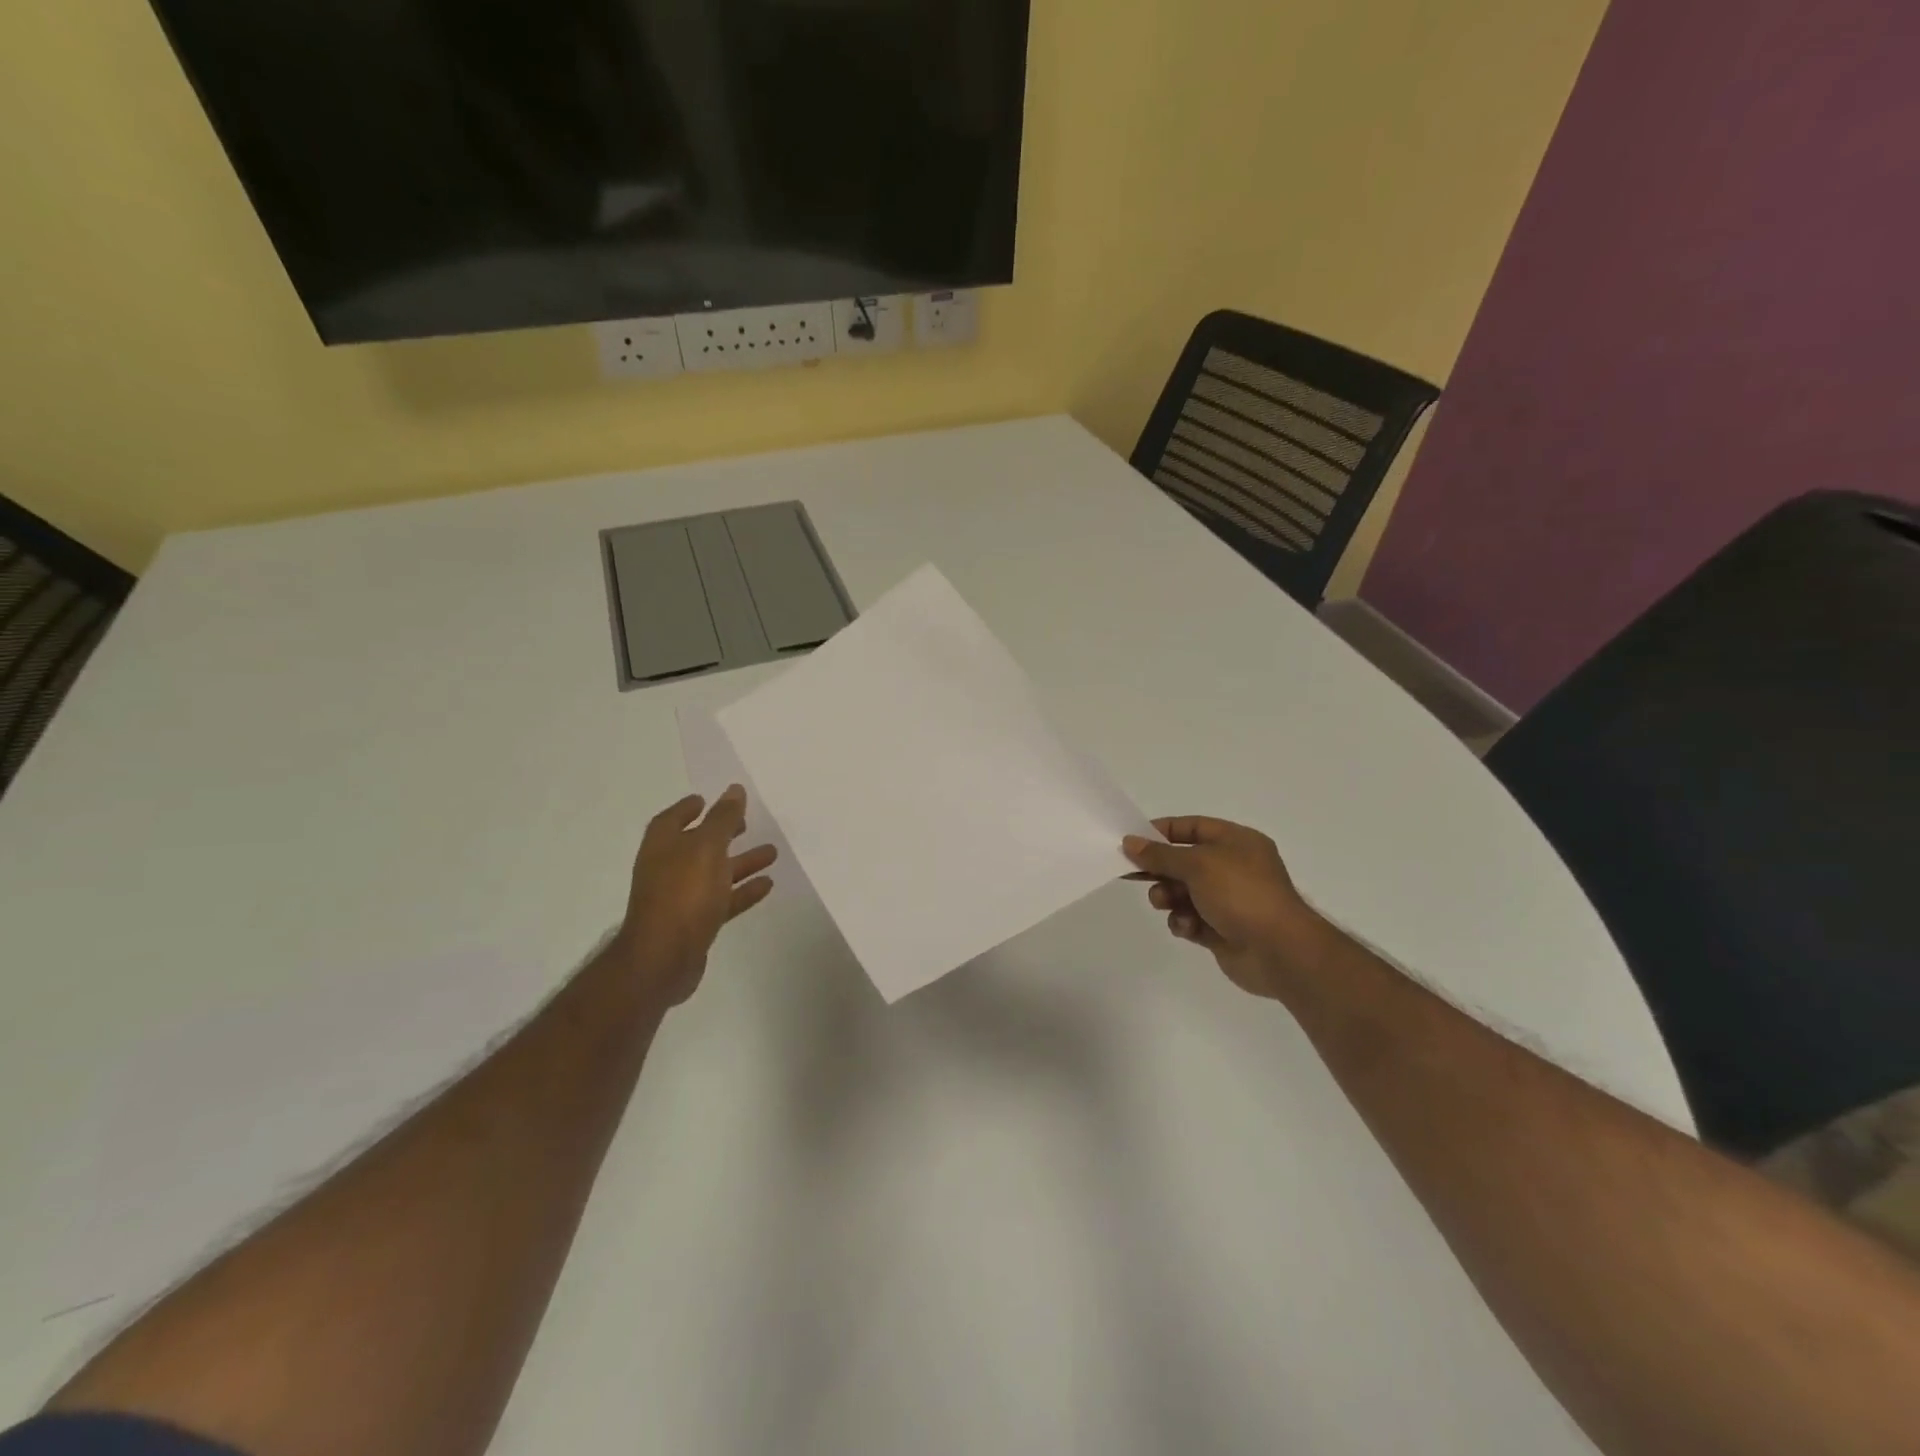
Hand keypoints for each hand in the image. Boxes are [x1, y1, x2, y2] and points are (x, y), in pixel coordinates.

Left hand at [614, 785, 776, 1006]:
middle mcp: (668, 867)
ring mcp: (680, 897)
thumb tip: (734, 790)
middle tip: (747, 824)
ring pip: (715, 872)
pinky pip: (723, 899)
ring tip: (772, 853)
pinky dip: (743, 890)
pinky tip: (767, 884)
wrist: (664, 958)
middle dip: (722, 833)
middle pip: (698, 844)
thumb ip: (723, 819)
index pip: (674, 818)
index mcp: (663, 845)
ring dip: (741, 862)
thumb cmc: (683, 893)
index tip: (709, 799)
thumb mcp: (707, 847)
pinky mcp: (695, 923)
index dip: (689, 808)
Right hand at [1123, 817, 1319, 998]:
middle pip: (1185, 861)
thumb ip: (1160, 854)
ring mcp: (1229, 900)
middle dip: (1160, 869)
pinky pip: (1191, 919)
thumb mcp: (1197, 865)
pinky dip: (1184, 921)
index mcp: (1237, 842)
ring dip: (1168, 896)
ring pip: (1183, 892)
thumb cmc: (1241, 894)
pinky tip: (1186, 927)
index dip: (1162, 831)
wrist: (1279, 951)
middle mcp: (1234, 868)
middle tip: (1133, 874)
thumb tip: (1130, 842)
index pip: (1193, 827)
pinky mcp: (1222, 929)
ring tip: (1164, 903)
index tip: (1133, 841)